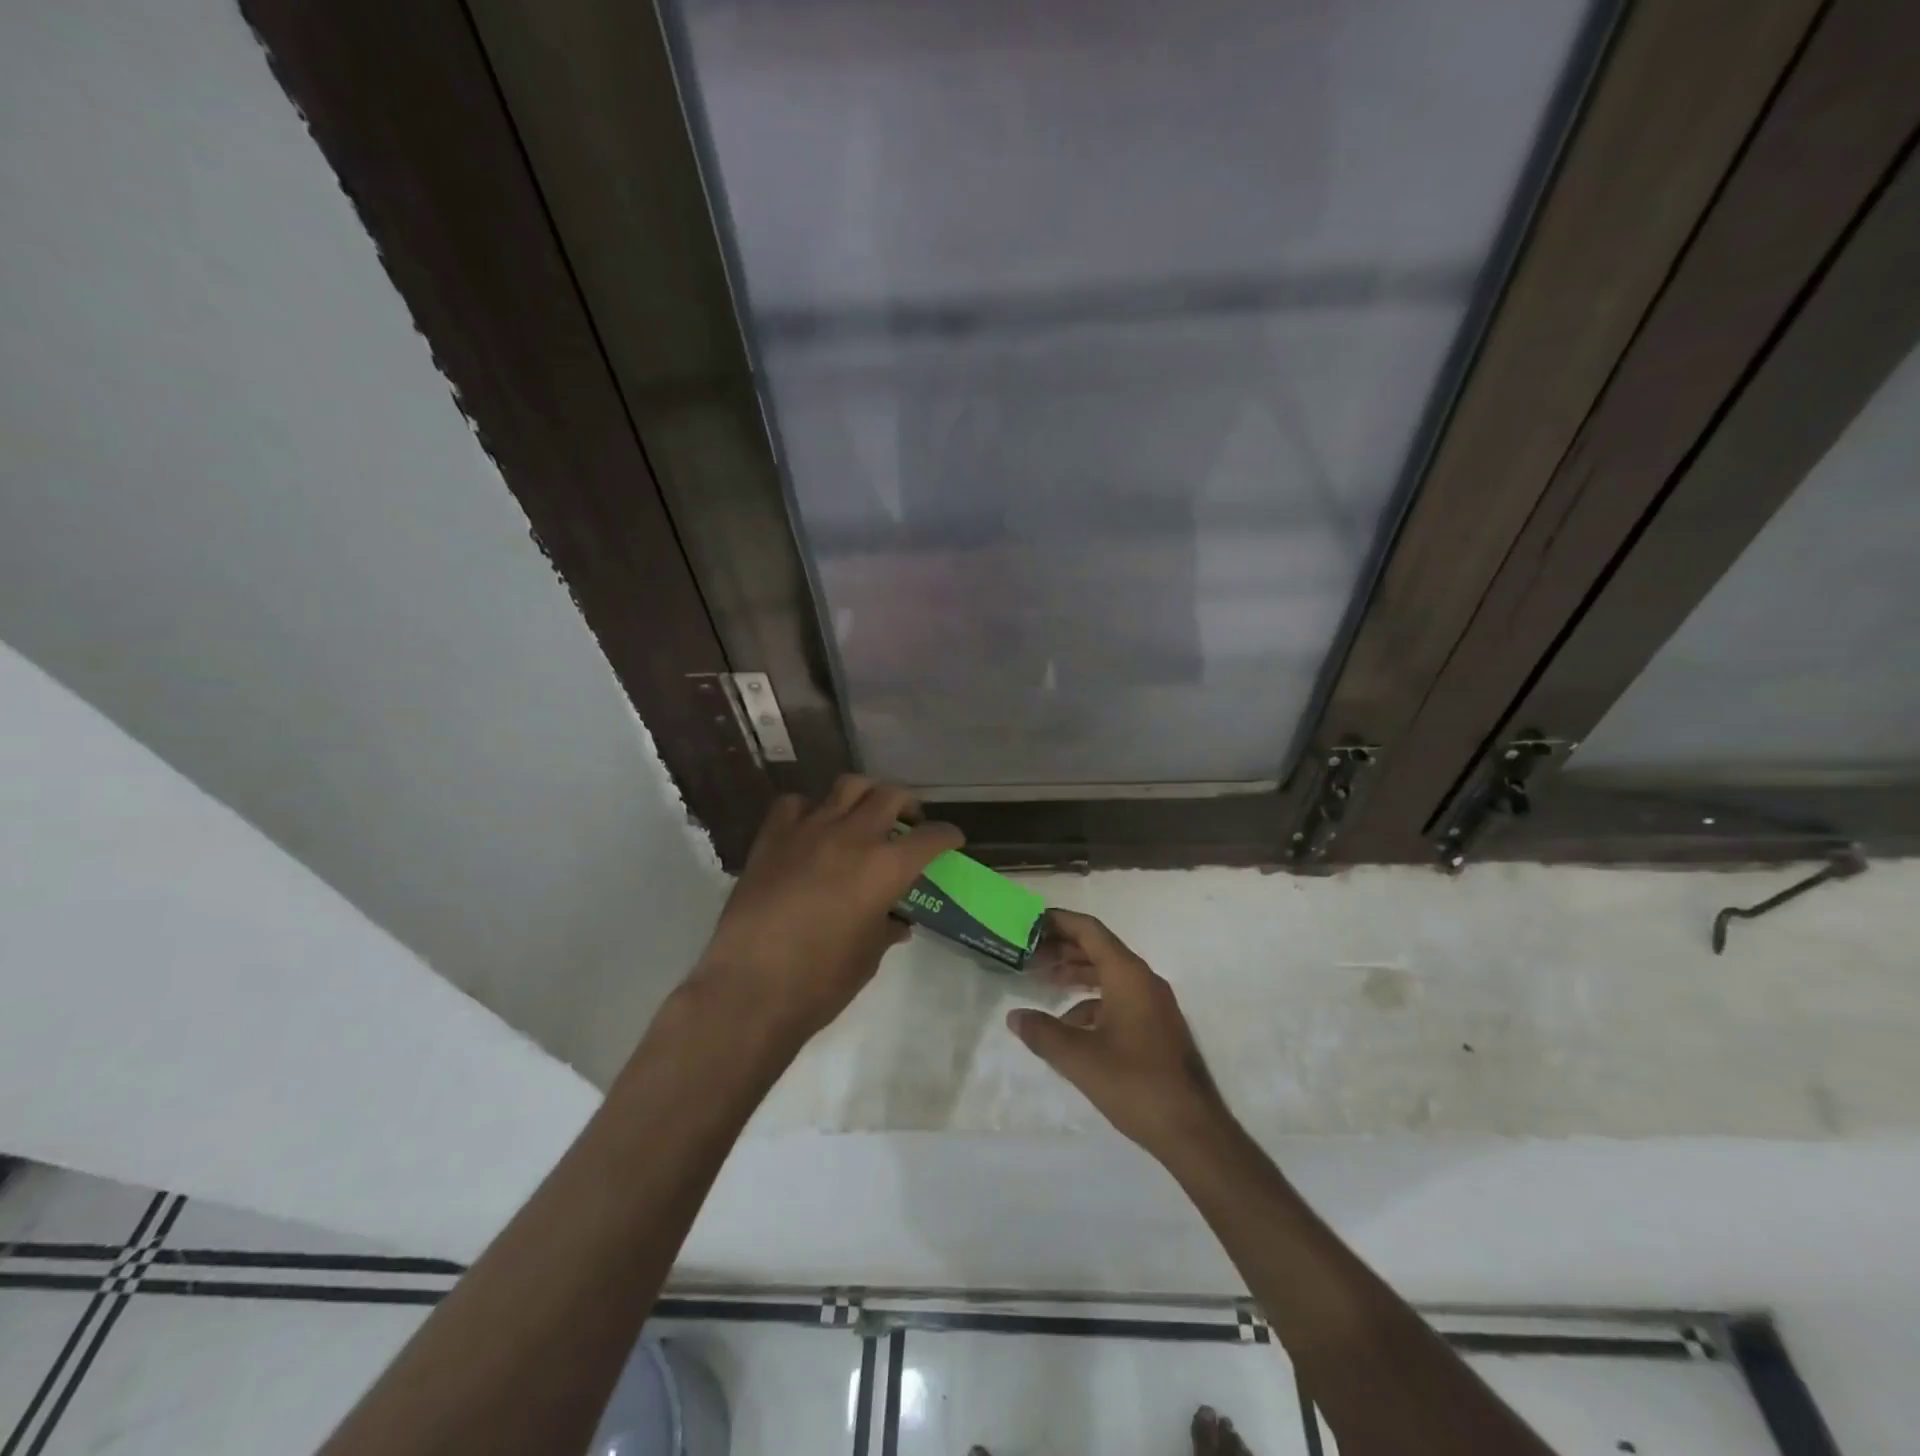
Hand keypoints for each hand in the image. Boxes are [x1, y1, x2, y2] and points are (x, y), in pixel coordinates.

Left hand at [693, 777, 961, 1049]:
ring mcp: (809, 829)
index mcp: (886, 867)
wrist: (750, 989)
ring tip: (864, 816)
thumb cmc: (820, 982)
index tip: (951, 840)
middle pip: (891, 795)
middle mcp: (852, 836)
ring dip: (865, 796)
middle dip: (908, 805)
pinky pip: (796, 804)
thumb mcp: (868, 956)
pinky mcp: (773, 836)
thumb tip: (896, 921)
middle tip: (908, 824)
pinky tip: (811, 830)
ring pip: (847, 786)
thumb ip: (886, 927)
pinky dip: (810, 810)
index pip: (931, 837)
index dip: (948, 836)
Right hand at [1007, 910, 1226, 1158]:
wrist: (1192, 1130)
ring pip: (1109, 975)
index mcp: (1128, 975)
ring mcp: (1153, 1005)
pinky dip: (1092, 1002)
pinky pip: (1119, 999)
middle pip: (1099, 949)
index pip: (1089, 931)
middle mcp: (1143, 981)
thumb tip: (1014, 1016)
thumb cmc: (1134, 1083)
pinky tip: (1070, 1025)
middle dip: (1063, 948)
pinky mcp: (1156, 1028)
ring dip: (1077, 974)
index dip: (1059, 922)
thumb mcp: (1079, 1058)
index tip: (1029, 922)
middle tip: (1028, 953)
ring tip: (1044, 980)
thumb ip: (1042, 1033)